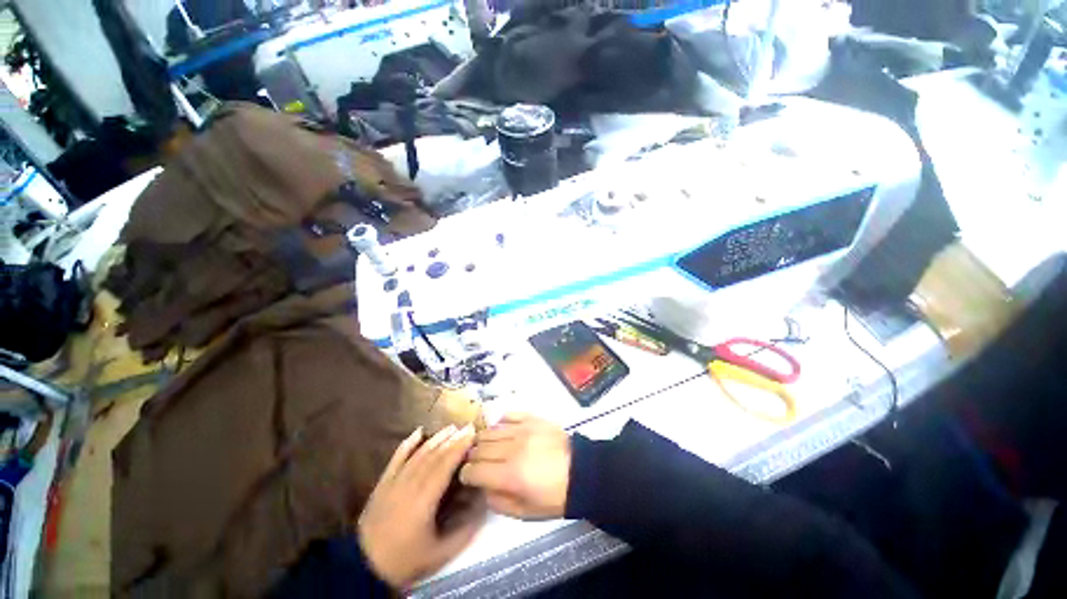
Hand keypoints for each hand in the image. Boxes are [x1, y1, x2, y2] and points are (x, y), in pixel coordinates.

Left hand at [358, 425, 484, 588]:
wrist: (363, 567)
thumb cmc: (405, 560)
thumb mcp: (440, 554)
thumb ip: (464, 531)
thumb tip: (483, 508)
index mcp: (424, 500)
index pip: (445, 466)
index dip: (460, 447)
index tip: (473, 434)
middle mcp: (409, 485)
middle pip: (434, 456)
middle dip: (452, 439)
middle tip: (468, 427)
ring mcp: (394, 481)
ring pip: (418, 454)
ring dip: (436, 439)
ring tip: (451, 427)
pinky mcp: (383, 483)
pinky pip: (397, 457)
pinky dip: (408, 443)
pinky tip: (418, 431)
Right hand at [459, 413, 570, 519]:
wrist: (580, 471)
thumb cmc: (554, 497)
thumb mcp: (524, 513)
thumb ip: (497, 501)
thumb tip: (482, 486)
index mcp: (510, 475)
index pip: (474, 470)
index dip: (466, 475)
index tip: (468, 478)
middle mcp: (513, 448)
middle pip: (479, 448)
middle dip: (472, 458)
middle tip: (477, 464)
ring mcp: (522, 429)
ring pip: (489, 430)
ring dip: (483, 441)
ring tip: (487, 448)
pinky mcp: (532, 418)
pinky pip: (508, 415)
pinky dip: (500, 423)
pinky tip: (502, 431)